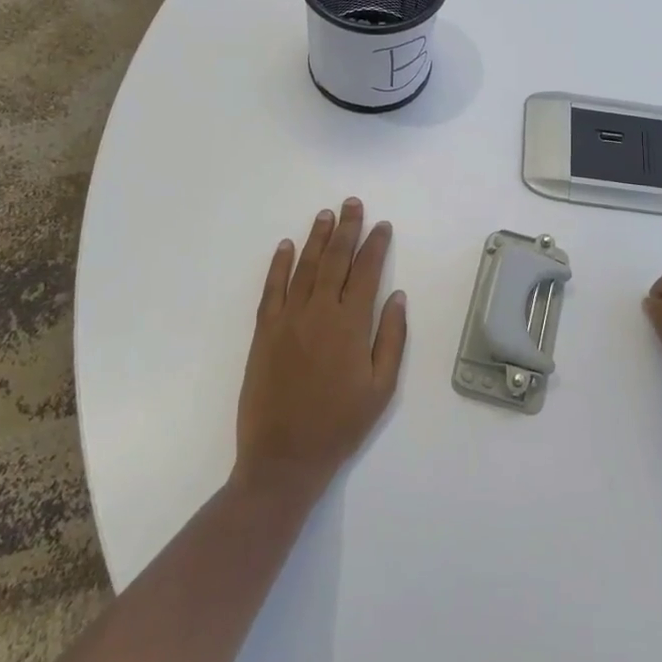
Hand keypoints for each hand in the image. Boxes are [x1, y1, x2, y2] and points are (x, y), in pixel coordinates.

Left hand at [233, 199, 407, 505]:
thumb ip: (391, 338)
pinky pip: (272, 289)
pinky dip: (279, 265)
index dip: (375, 245)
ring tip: (326, 215)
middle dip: (346, 229)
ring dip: (316, 238)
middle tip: (352, 203)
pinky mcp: (264, 332)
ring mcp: (287, 319)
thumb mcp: (381, 388)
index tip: (382, 225)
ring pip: (304, 267)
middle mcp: (319, 312)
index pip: (366, 272)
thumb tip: (397, 296)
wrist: (283, 458)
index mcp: (351, 325)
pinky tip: (285, 246)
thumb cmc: (340, 425)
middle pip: (335, 260)